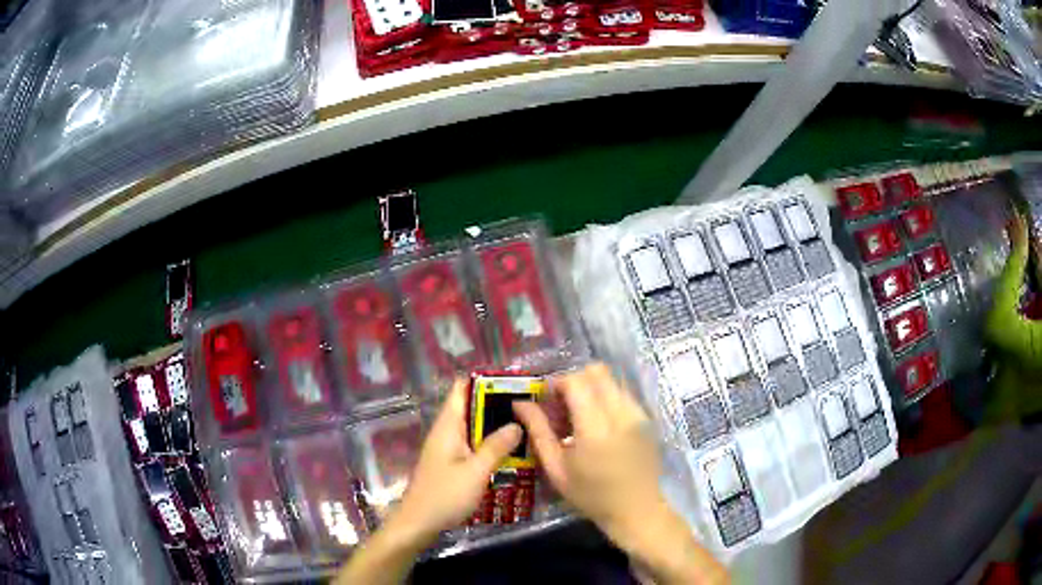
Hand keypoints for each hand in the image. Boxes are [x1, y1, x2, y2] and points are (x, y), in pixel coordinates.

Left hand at [390, 378, 521, 544]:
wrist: (418, 523)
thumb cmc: (445, 495)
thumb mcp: (475, 471)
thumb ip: (496, 447)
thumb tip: (517, 423)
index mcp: (448, 426)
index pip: (461, 389)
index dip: (484, 381)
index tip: (513, 382)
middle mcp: (446, 432)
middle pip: (471, 407)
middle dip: (497, 404)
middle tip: (529, 405)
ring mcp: (448, 448)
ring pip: (474, 428)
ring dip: (495, 426)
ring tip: (527, 425)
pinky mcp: (451, 464)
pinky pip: (473, 445)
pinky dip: (490, 444)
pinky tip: (511, 452)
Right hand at [514, 363, 727, 584]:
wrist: (636, 510)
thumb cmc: (591, 495)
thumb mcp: (557, 469)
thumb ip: (538, 431)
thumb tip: (520, 403)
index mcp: (596, 428)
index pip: (576, 381)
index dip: (557, 383)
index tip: (547, 400)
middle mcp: (621, 413)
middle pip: (596, 372)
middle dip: (574, 381)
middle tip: (562, 405)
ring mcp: (638, 414)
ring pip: (611, 380)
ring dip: (591, 389)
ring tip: (579, 416)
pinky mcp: (646, 419)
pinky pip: (622, 394)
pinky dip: (606, 398)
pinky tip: (598, 424)